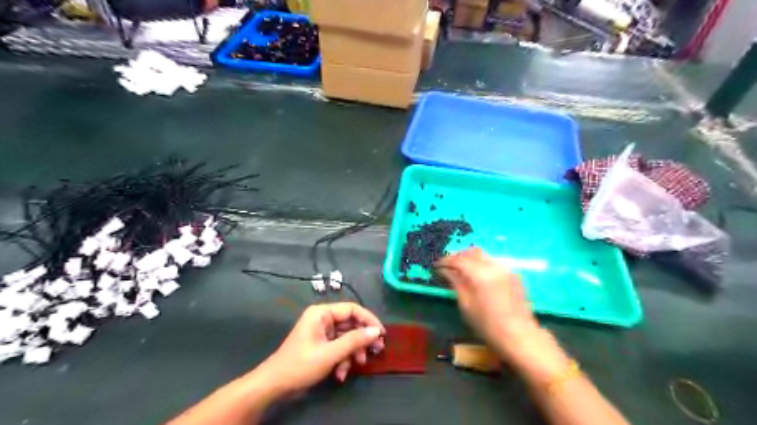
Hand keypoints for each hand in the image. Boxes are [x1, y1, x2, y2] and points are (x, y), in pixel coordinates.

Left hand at [257, 302, 384, 394]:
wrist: (274, 386)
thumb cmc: (300, 365)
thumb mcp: (330, 354)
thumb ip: (354, 341)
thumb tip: (376, 331)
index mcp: (322, 313)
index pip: (352, 309)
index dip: (368, 320)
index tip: (382, 333)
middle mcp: (323, 319)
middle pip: (351, 324)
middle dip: (362, 339)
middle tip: (377, 350)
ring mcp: (322, 332)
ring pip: (347, 337)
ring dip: (353, 352)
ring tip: (358, 364)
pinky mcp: (322, 345)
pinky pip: (339, 347)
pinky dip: (343, 359)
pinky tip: (341, 373)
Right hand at [438, 247, 567, 383]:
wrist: (519, 336)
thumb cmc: (487, 324)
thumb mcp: (466, 304)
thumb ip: (455, 282)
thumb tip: (444, 270)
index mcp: (480, 273)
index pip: (458, 259)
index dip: (445, 261)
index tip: (436, 266)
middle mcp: (494, 266)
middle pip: (472, 252)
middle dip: (458, 256)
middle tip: (448, 266)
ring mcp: (506, 269)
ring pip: (484, 256)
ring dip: (471, 259)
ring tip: (462, 271)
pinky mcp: (513, 275)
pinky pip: (493, 263)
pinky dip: (482, 265)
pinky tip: (478, 277)